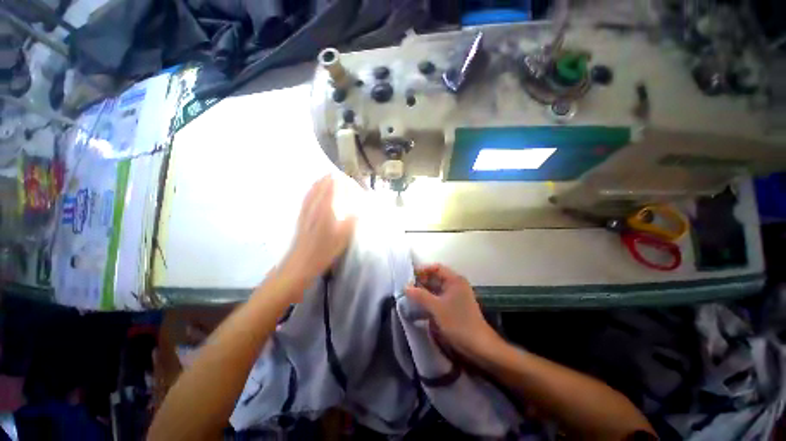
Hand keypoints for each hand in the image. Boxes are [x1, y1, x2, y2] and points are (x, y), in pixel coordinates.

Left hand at [280, 175, 356, 298]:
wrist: (301, 262)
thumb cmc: (324, 251)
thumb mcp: (343, 238)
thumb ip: (351, 222)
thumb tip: (358, 210)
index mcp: (326, 210)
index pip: (333, 189)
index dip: (340, 182)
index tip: (348, 178)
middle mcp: (315, 207)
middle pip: (322, 187)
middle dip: (330, 179)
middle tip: (339, 175)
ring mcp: (306, 210)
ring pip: (312, 190)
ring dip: (320, 182)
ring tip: (326, 177)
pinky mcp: (301, 216)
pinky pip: (306, 197)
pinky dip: (311, 190)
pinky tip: (313, 190)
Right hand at [405, 264, 497, 356]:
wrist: (478, 345)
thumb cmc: (458, 322)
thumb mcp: (437, 308)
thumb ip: (420, 295)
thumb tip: (405, 286)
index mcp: (455, 280)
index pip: (436, 268)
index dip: (422, 270)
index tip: (409, 277)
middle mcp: (456, 284)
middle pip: (436, 277)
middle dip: (421, 282)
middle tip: (407, 288)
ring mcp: (456, 296)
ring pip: (436, 289)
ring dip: (424, 292)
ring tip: (409, 296)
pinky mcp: (454, 306)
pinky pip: (439, 298)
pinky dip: (429, 300)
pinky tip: (419, 306)